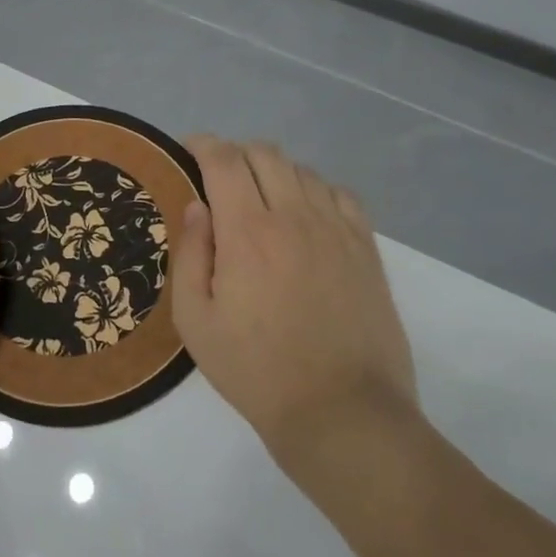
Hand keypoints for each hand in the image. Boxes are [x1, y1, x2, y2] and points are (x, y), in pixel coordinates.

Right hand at [172, 137, 416, 467]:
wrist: (341, 411)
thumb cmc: (255, 370)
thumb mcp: (195, 321)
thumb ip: (190, 254)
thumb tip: (198, 207)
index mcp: (247, 231)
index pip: (224, 160)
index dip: (203, 144)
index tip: (189, 150)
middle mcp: (294, 216)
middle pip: (265, 154)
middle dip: (236, 153)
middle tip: (220, 178)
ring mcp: (336, 229)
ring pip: (302, 170)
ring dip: (274, 171)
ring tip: (261, 198)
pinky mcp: (366, 248)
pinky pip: (341, 194)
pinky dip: (315, 189)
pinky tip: (307, 213)